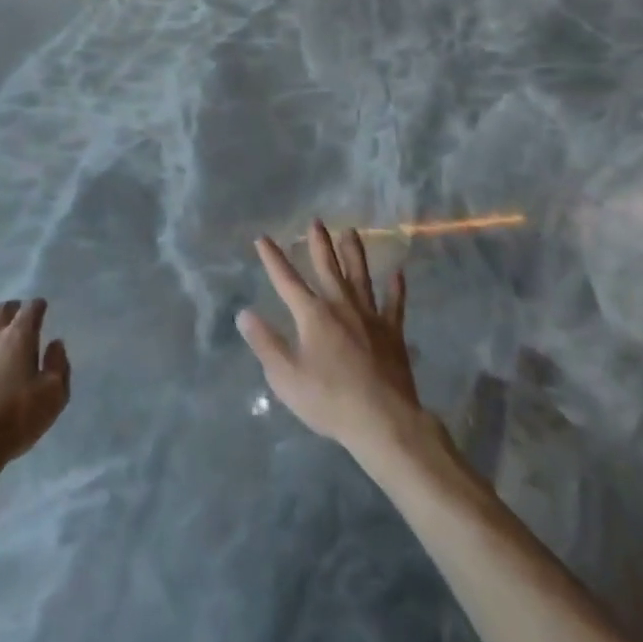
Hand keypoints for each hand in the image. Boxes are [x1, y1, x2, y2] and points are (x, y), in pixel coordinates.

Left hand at [0, 299, 70, 468]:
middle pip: (0, 309)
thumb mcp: (53, 397)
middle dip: (11, 309)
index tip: (41, 309)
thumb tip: (55, 344)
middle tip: (17, 318)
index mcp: (18, 338)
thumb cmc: (13, 420)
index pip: (30, 309)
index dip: (37, 306)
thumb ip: (58, 366)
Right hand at [236, 221, 421, 458]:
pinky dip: (396, 289)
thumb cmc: (329, 400)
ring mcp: (370, 317)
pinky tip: (398, 273)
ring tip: (351, 232)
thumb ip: (265, 343)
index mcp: (312, 315)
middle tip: (317, 221)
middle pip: (328, 268)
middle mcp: (341, 306)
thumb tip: (244, 313)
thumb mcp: (286, 376)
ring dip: (354, 253)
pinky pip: (394, 305)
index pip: (287, 280)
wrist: (383, 420)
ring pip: (361, 276)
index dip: (273, 259)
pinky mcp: (392, 333)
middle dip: (319, 244)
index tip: (263, 238)